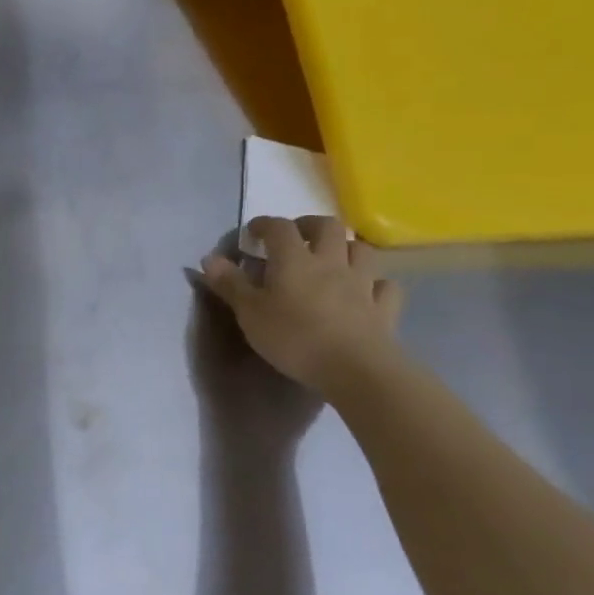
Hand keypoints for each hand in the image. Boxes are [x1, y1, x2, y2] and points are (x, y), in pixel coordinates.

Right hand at [199, 216, 404, 394]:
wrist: (355, 369)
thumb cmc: (293, 338)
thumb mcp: (249, 313)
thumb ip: (230, 284)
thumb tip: (209, 258)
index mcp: (294, 260)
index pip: (279, 228)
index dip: (264, 224)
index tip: (252, 232)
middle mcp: (332, 262)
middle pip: (327, 226)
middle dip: (309, 225)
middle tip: (295, 237)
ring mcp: (363, 283)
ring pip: (361, 250)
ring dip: (345, 248)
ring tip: (331, 259)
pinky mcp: (384, 308)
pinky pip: (384, 286)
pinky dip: (374, 283)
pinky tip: (365, 291)